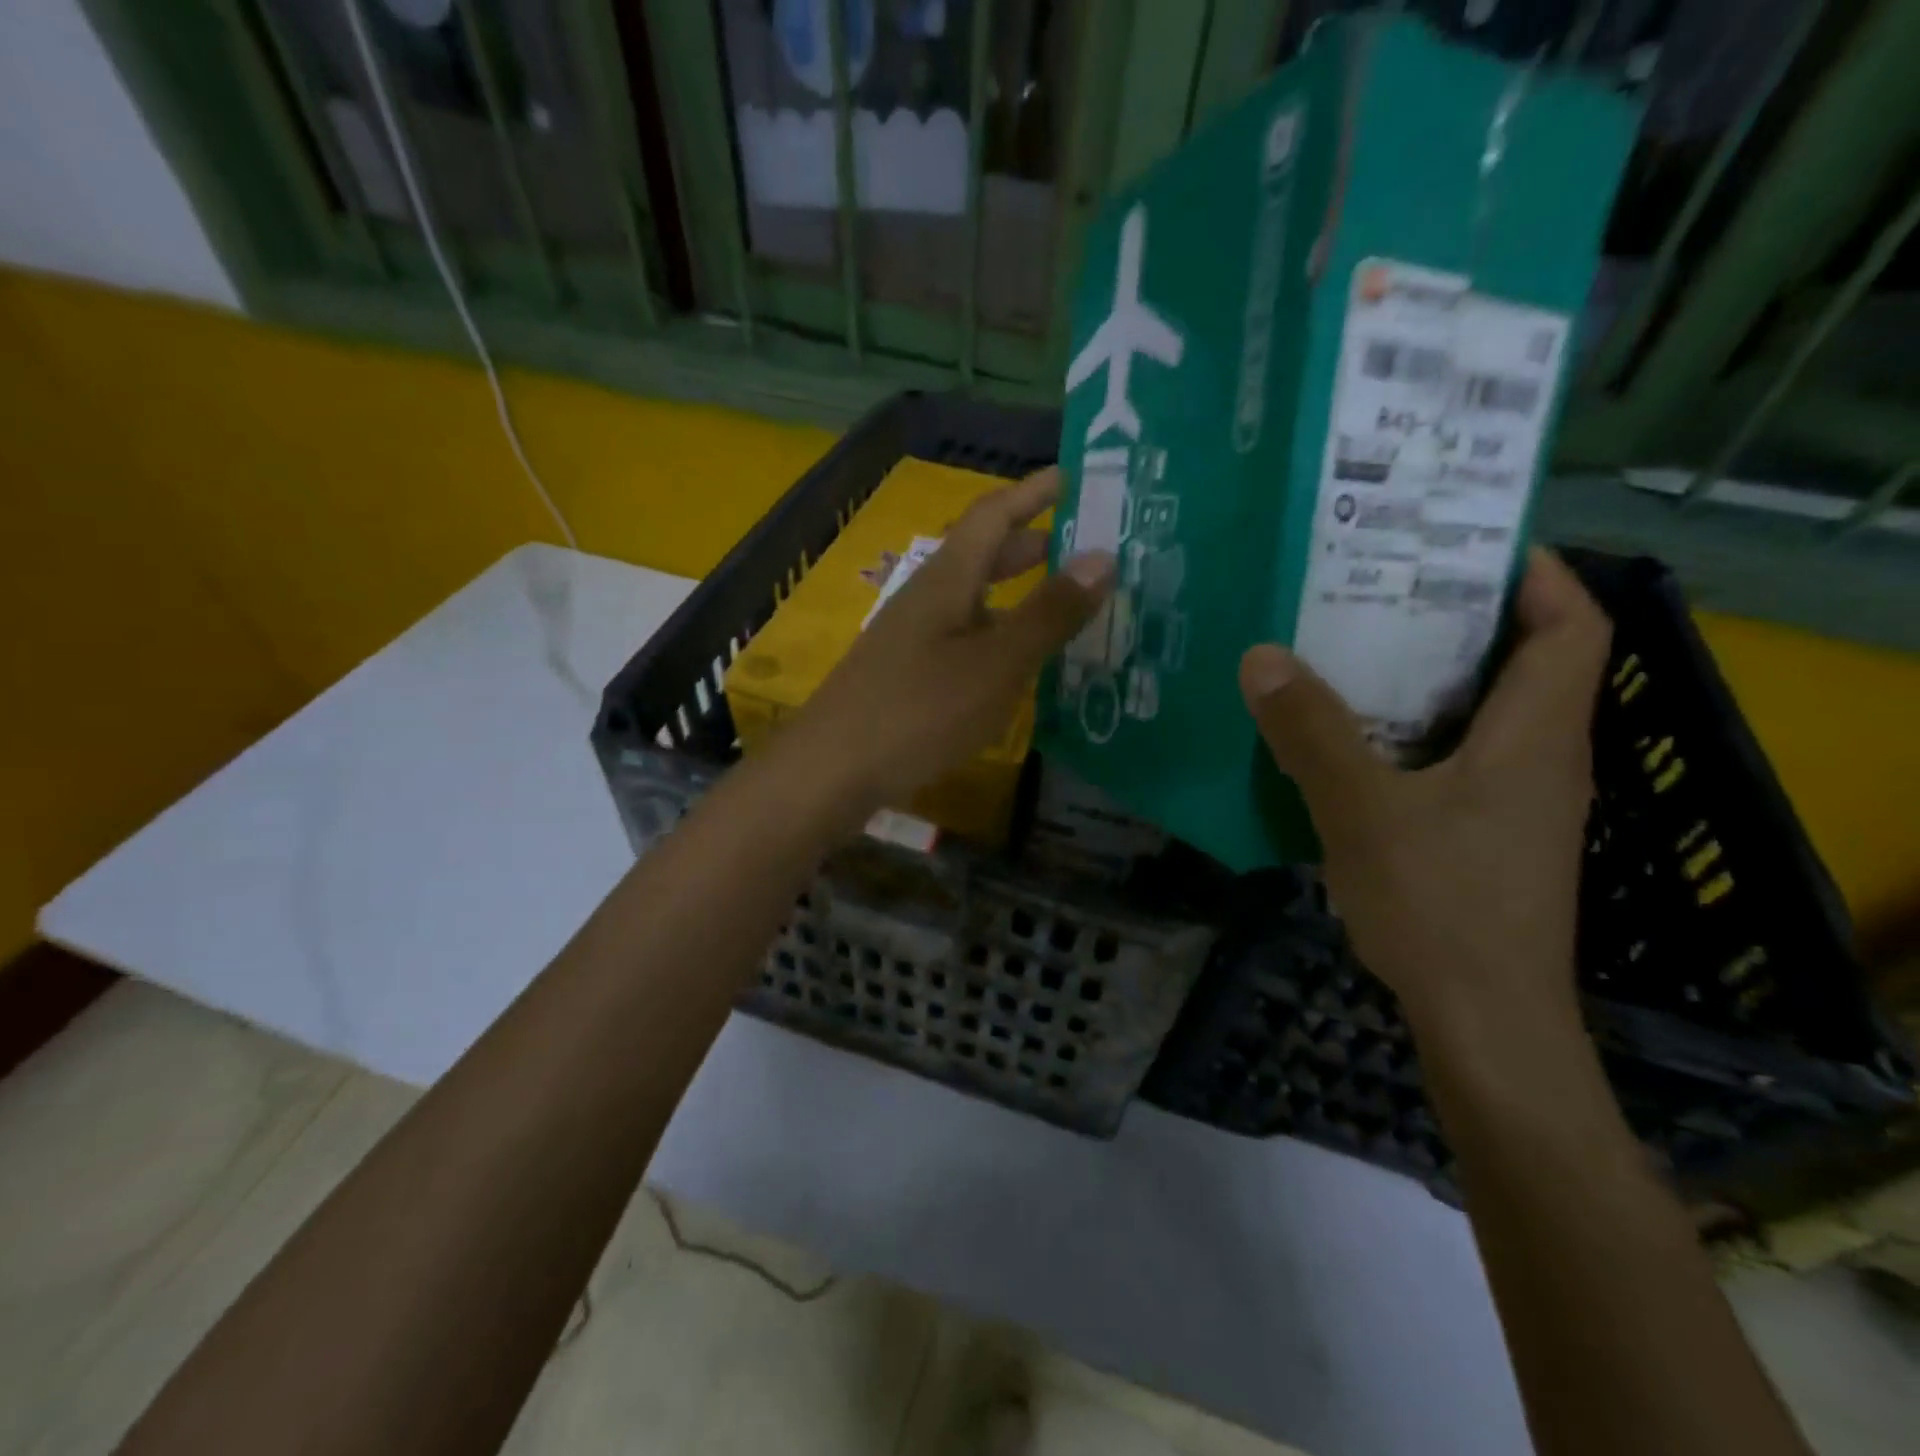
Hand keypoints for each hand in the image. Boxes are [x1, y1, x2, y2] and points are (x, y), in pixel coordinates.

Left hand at [787, 466, 1115, 820]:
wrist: (833, 770)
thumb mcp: (997, 663)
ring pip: (974, 598)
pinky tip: (1019, 662)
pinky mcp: (908, 673)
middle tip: (1087, 546)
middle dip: (1033, 543)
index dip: (1034, 491)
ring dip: (1018, 592)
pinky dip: (999, 634)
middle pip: (983, 553)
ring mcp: (913, 636)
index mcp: (947, 578)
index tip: (1077, 475)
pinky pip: (965, 636)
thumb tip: (1104, 556)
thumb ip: (1049, 613)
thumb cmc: (920, 710)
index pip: (994, 513)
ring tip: (1067, 604)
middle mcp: (928, 596)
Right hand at [1239, 551, 1610, 1040]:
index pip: (1572, 626)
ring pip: (1481, 714)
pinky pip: (1454, 758)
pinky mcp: (1487, 837)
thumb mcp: (1363, 812)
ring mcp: (1516, 803)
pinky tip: (1348, 741)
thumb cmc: (1440, 907)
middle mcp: (1541, 759)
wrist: (1484, 1023)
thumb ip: (1313, 733)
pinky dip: (1410, 733)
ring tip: (1350, 652)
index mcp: (1536, 736)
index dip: (1535, 573)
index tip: (1463, 544)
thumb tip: (1261, 658)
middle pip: (1521, 663)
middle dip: (1457, 618)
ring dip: (1426, 679)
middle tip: (1376, 589)